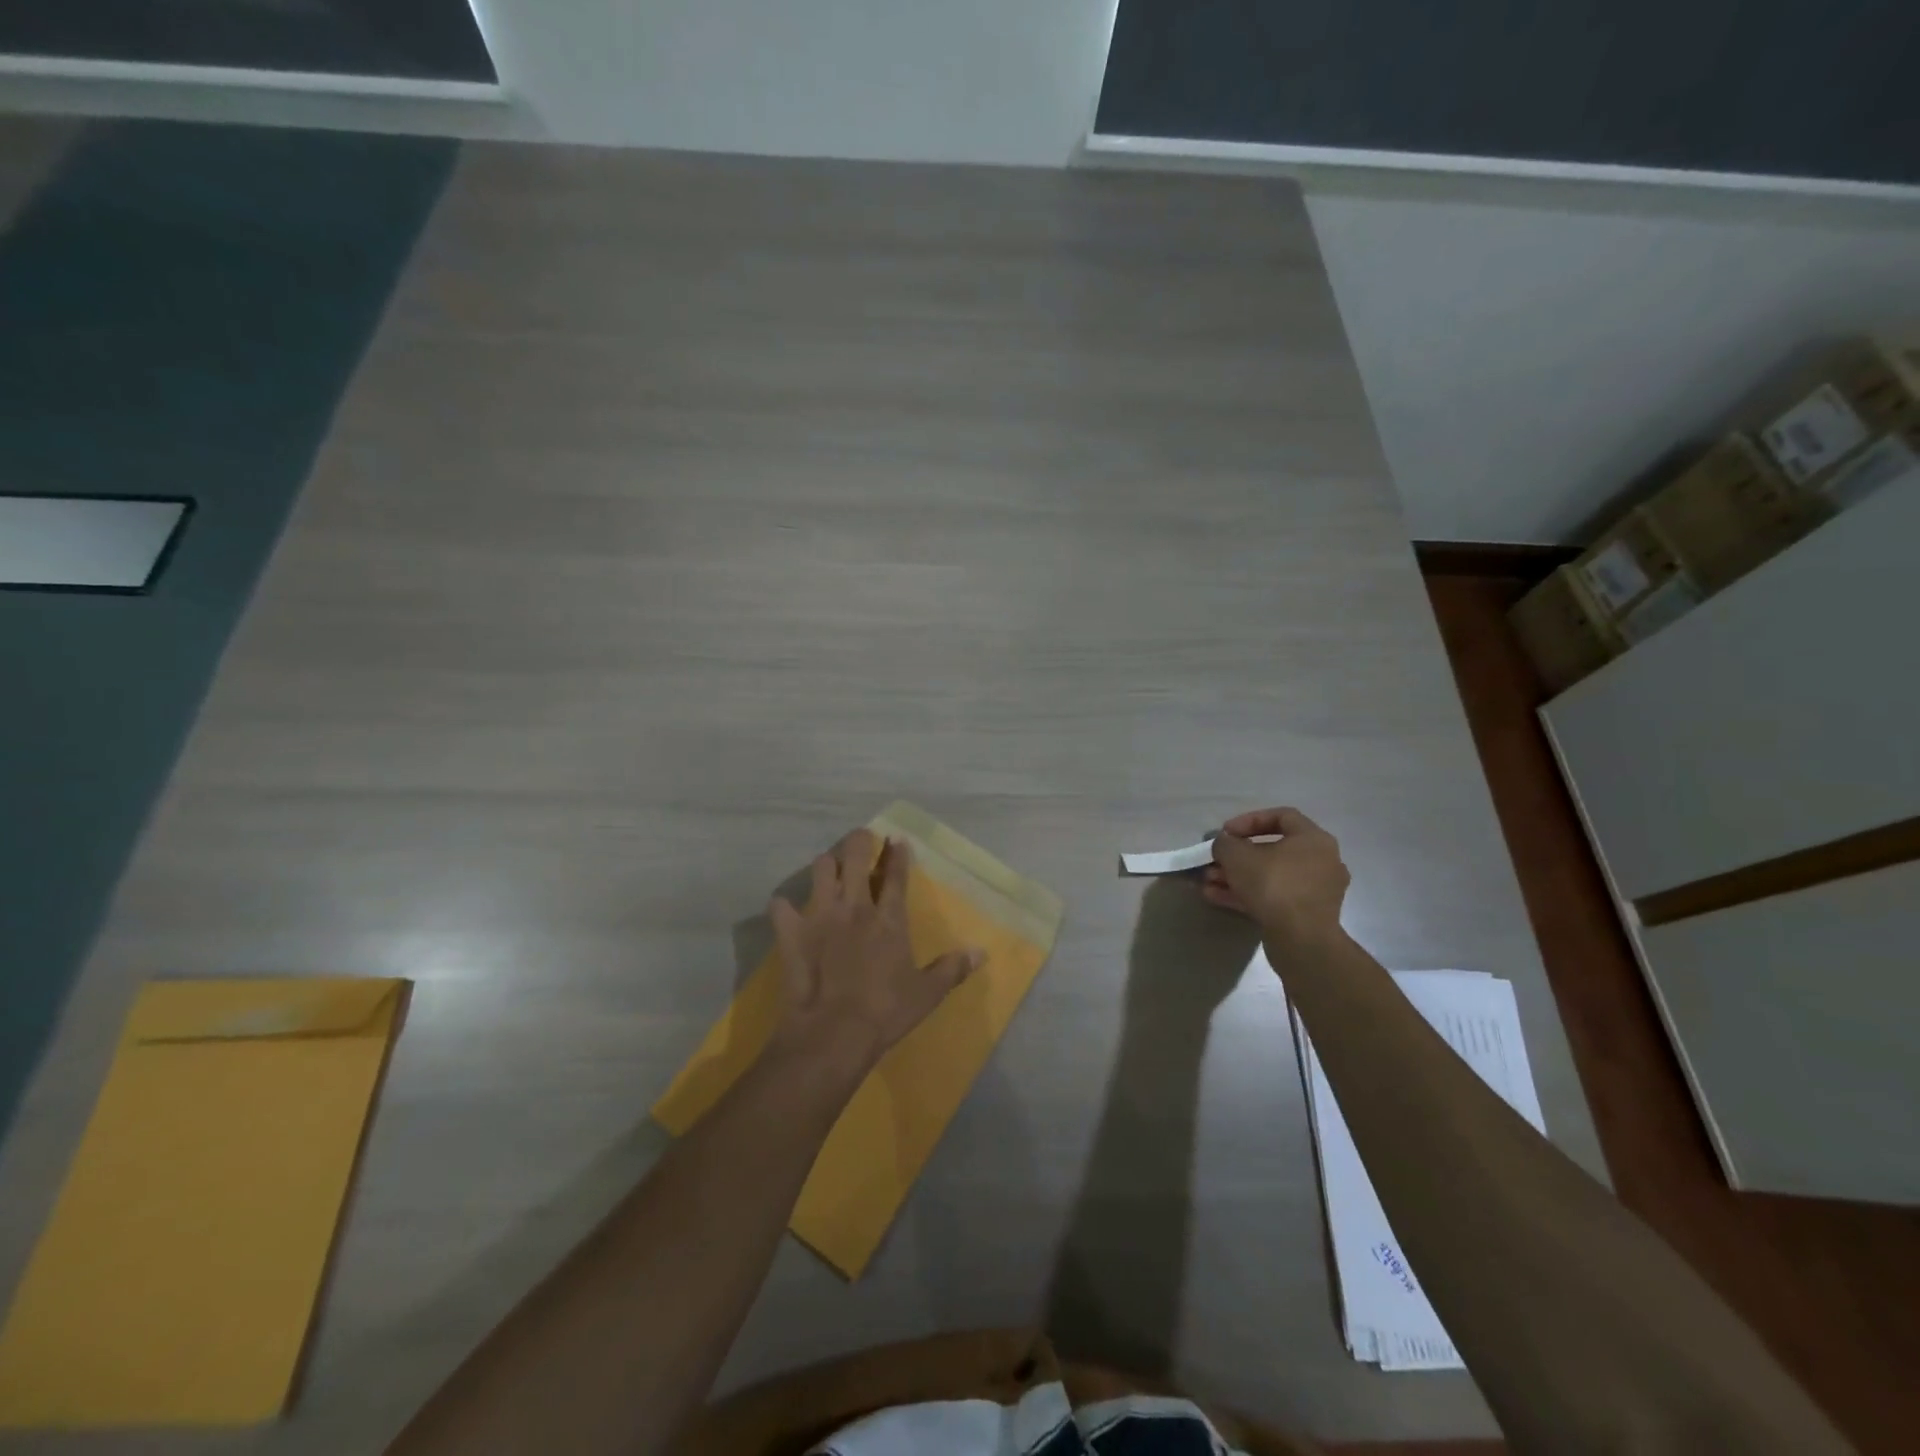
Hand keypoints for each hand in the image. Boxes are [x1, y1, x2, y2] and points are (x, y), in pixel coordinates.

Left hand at [768, 830, 981, 1076]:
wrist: (832, 1033)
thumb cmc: (885, 1012)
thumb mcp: (927, 994)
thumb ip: (952, 968)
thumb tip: (981, 952)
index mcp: (889, 918)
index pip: (895, 874)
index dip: (897, 853)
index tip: (897, 840)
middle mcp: (854, 906)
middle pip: (855, 855)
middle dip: (860, 841)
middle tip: (862, 840)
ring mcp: (820, 915)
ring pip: (820, 867)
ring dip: (826, 865)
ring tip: (830, 870)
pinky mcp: (791, 931)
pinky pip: (781, 905)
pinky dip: (784, 906)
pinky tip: (788, 911)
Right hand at [1201, 807, 1349, 949]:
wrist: (1302, 940)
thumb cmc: (1273, 885)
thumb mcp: (1237, 856)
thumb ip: (1224, 843)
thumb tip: (1222, 844)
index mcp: (1313, 839)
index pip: (1281, 816)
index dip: (1249, 820)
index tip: (1226, 832)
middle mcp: (1321, 861)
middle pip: (1272, 850)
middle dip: (1236, 856)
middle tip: (1213, 861)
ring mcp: (1315, 891)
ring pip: (1269, 876)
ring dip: (1236, 877)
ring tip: (1207, 882)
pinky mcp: (1306, 915)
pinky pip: (1273, 897)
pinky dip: (1246, 895)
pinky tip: (1215, 897)